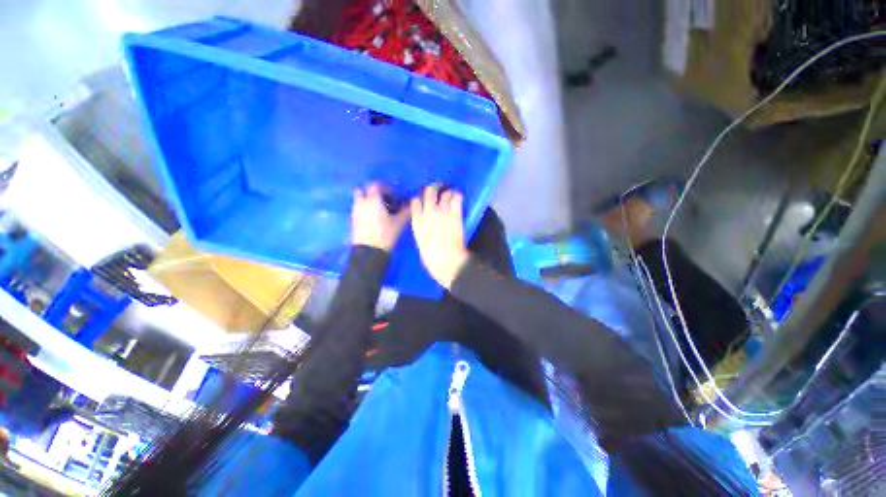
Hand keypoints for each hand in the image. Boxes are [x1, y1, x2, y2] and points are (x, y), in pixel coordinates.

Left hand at [352, 183, 409, 251]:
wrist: (370, 252)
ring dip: (368, 202)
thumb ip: (406, 211)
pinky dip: (365, 211)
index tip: (394, 198)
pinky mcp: (353, 221)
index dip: (386, 189)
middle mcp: (361, 203)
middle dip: (372, 194)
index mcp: (373, 200)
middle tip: (383, 202)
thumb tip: (412, 205)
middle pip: (363, 191)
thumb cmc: (386, 234)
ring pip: (359, 201)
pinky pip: (358, 210)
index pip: (376, 186)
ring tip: (379, 212)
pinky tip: (374, 220)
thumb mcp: (399, 223)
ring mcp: (355, 212)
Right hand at [411, 185, 469, 289]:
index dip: (420, 200)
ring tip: (450, 196)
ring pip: (444, 193)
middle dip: (433, 190)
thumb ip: (422, 230)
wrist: (446, 260)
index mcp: (417, 221)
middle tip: (438, 194)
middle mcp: (428, 212)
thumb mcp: (421, 242)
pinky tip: (458, 198)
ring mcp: (442, 211)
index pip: (415, 202)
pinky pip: (457, 198)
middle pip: (429, 192)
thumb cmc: (432, 257)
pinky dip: (457, 196)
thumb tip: (427, 226)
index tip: (424, 202)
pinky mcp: (455, 214)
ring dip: (447, 193)